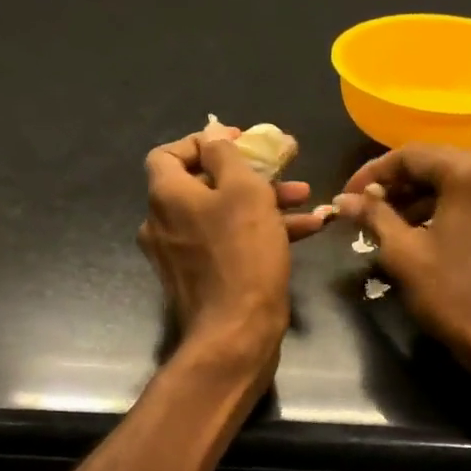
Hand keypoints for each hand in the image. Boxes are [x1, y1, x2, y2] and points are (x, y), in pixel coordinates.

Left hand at [140, 126, 325, 373]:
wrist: (237, 333)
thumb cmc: (242, 254)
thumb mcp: (244, 191)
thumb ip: (227, 156)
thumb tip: (212, 136)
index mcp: (166, 197)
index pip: (167, 154)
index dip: (201, 142)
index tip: (238, 141)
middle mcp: (164, 224)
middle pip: (202, 185)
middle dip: (248, 173)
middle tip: (283, 166)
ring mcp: (180, 256)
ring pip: (222, 216)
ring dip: (263, 203)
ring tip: (306, 197)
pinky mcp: (202, 280)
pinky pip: (228, 244)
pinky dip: (259, 233)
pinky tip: (305, 230)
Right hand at [335, 144, 470, 375]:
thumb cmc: (453, 295)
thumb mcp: (404, 254)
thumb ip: (374, 217)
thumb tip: (344, 199)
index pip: (411, 154)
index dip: (372, 173)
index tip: (347, 196)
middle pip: (436, 162)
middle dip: (396, 184)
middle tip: (364, 209)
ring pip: (456, 181)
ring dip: (419, 197)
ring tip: (386, 223)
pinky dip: (444, 207)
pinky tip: (420, 231)